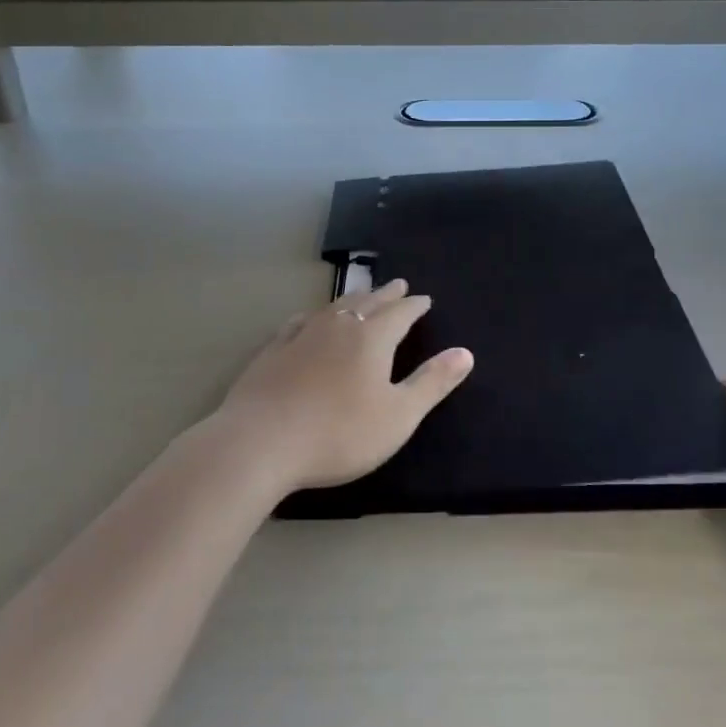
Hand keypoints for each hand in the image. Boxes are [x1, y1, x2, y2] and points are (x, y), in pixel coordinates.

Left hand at [215, 280, 473, 494]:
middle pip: (368, 302)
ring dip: (354, 299)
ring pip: (334, 307)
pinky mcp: (273, 350)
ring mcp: (302, 335)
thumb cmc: (339, 433)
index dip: (415, 306)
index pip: (401, 313)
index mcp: (372, 338)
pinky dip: (314, 316)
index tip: (424, 299)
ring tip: (362, 295)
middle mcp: (339, 326)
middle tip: (398, 284)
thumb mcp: (398, 415)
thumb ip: (432, 383)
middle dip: (387, 294)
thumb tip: (465, 352)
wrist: (260, 442)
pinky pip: (300, 322)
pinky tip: (308, 319)